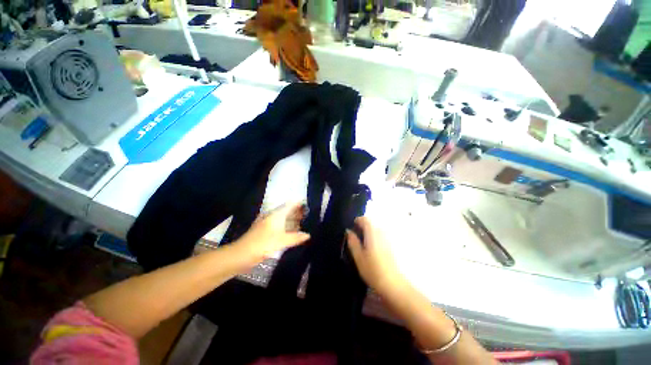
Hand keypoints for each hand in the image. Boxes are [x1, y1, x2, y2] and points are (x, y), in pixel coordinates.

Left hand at [234, 202, 309, 264]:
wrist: (241, 254)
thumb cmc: (263, 244)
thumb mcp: (282, 240)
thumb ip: (296, 237)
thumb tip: (308, 235)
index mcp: (276, 215)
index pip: (289, 204)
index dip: (298, 203)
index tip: (308, 204)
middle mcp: (272, 216)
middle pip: (286, 211)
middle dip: (296, 211)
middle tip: (308, 214)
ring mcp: (267, 223)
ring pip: (282, 218)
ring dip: (291, 219)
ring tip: (302, 222)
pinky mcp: (264, 231)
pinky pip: (279, 225)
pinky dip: (286, 226)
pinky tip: (291, 231)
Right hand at [347, 217, 407, 295]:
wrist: (393, 284)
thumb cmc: (373, 270)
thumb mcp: (358, 257)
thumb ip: (353, 242)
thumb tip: (348, 231)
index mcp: (372, 233)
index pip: (365, 219)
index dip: (357, 221)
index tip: (352, 227)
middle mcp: (382, 232)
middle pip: (372, 223)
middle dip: (363, 226)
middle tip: (356, 236)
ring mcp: (389, 238)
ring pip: (377, 229)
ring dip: (370, 231)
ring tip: (364, 243)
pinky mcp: (393, 245)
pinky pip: (382, 235)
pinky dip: (376, 237)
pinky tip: (373, 248)